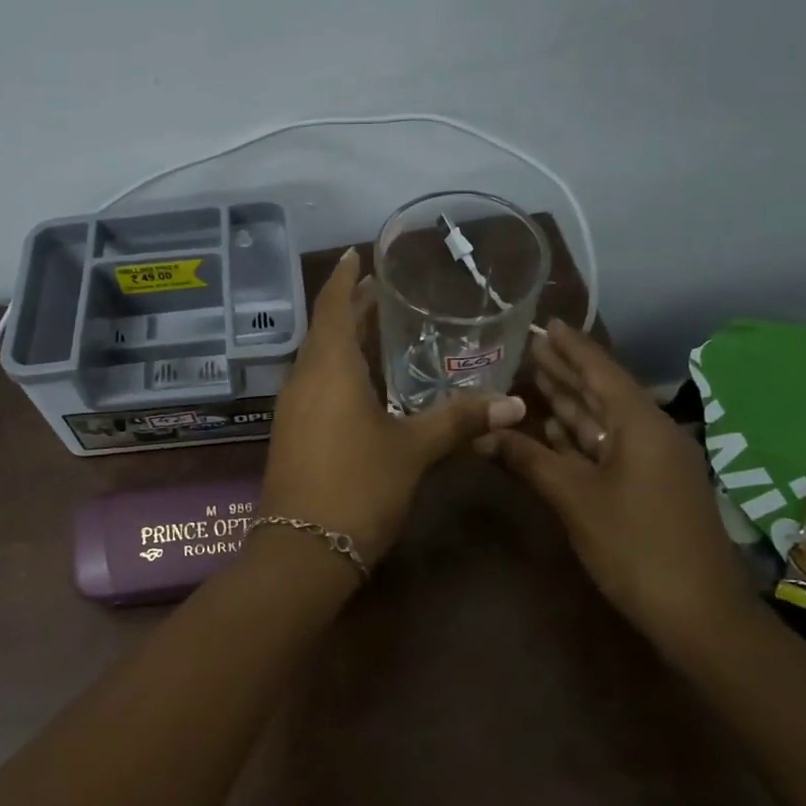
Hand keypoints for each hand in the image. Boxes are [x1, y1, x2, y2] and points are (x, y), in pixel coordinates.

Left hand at [259, 249, 526, 566]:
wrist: (302, 551)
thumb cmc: (358, 486)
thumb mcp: (413, 450)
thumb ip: (458, 421)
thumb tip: (514, 405)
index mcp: (329, 369)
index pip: (332, 307)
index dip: (344, 278)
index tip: (355, 254)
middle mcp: (303, 380)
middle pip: (325, 331)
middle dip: (351, 308)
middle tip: (382, 291)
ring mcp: (292, 409)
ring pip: (318, 360)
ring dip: (343, 341)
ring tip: (377, 331)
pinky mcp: (291, 434)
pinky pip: (315, 386)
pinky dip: (338, 371)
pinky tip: (363, 386)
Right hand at [477, 320, 754, 644]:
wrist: (698, 614)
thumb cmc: (636, 547)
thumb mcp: (576, 499)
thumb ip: (529, 459)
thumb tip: (483, 432)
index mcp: (641, 426)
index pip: (601, 372)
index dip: (572, 348)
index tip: (546, 324)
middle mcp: (649, 435)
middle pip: (601, 393)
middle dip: (566, 370)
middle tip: (529, 346)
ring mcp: (650, 463)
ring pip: (603, 422)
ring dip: (568, 402)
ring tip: (533, 377)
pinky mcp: (646, 488)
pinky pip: (606, 448)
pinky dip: (577, 437)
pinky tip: (550, 429)